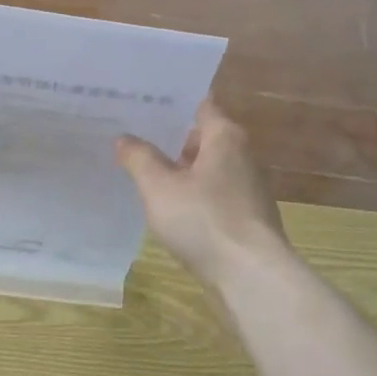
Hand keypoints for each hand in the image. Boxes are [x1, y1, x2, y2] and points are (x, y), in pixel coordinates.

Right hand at [115, 98, 289, 288]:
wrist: (251, 276)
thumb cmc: (205, 220)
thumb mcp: (159, 187)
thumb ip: (139, 158)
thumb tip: (124, 138)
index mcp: (225, 136)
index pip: (199, 103)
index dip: (171, 100)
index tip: (141, 99)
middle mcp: (241, 155)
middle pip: (202, 136)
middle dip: (169, 136)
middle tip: (131, 133)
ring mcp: (247, 188)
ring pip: (207, 167)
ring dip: (179, 168)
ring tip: (141, 169)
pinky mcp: (245, 217)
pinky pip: (212, 194)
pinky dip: (191, 194)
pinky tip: (167, 206)